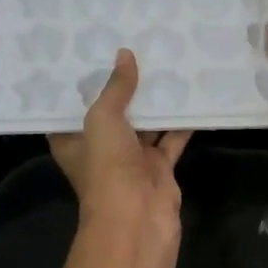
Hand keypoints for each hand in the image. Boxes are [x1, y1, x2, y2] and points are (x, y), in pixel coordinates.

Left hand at [49, 48, 190, 246]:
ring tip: (168, 63)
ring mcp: (132, 160)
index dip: (83, 82)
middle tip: (138, 47)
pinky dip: (182, 122)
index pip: (74, 107)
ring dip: (156, 101)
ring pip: (145, 124)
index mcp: (74, 140)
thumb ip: (116, 88)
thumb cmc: (107, 168)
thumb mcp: (103, 119)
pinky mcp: (159, 169)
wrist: (137, 221)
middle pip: (113, 112)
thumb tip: (124, 55)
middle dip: (126, 86)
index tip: (93, 51)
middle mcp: (101, 149)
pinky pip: (171, 139)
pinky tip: (193, 96)